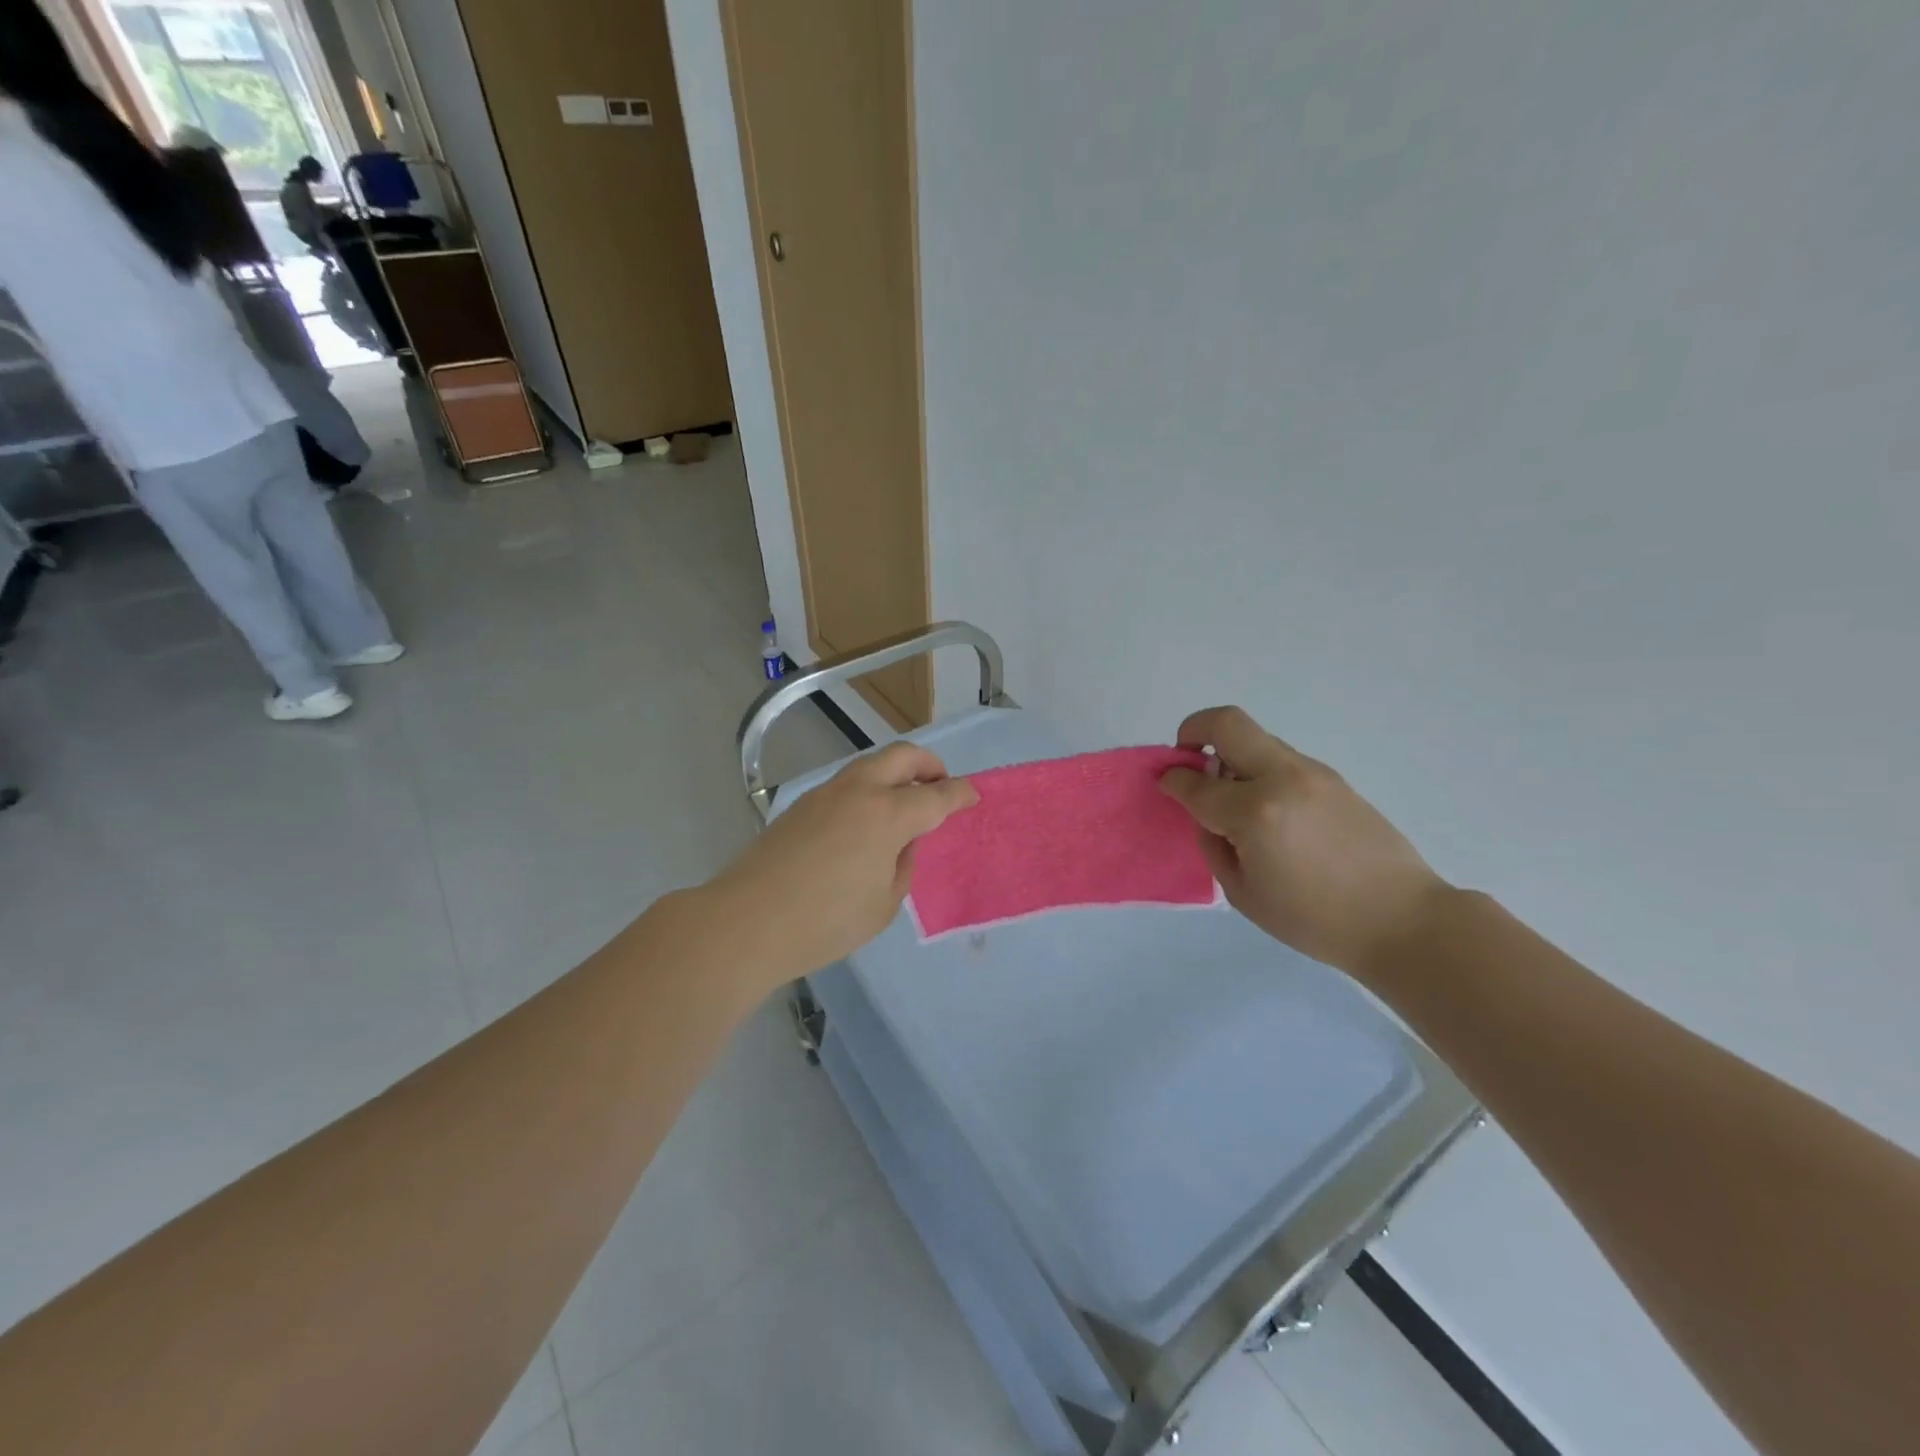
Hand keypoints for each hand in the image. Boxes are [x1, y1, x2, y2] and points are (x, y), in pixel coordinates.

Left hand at [710, 742, 977, 983]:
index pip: (935, 796)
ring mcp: (826, 794)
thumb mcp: (882, 905)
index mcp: (887, 815)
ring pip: (871, 765)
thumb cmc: (824, 922)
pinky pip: (847, 784)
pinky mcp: (801, 805)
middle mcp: (858, 792)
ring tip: (905, 802)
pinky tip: (867, 820)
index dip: (959, 794)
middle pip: (902, 756)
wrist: (746, 921)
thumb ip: (901, 866)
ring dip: (896, 774)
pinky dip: (869, 789)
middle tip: (940, 785)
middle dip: (929, 765)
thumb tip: (900, 843)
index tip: (973, 795)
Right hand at [1159, 706, 1451, 977]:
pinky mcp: (1333, 778)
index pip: (1195, 782)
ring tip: (1233, 798)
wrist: (1402, 920)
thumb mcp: (1243, 893)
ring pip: (1256, 739)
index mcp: (1254, 813)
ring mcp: (1312, 773)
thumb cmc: (1314, 920)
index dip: (1171, 780)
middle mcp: (1282, 778)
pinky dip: (1258, 770)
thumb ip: (1214, 842)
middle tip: (1186, 758)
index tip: (1165, 784)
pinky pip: (1280, 759)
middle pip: (1227, 724)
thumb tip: (1204, 811)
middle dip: (1193, 730)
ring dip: (1230, 754)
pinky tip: (1268, 811)